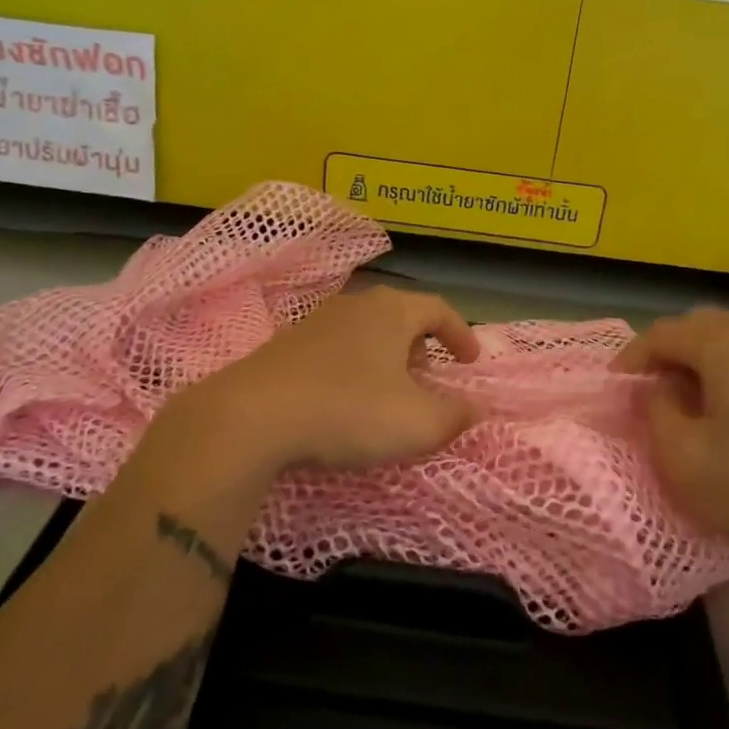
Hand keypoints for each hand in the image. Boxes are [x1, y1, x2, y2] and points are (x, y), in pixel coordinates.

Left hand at [163, 285, 479, 479]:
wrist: (252, 415)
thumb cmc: (349, 410)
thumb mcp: (418, 423)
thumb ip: (456, 416)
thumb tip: (476, 409)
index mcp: (392, 311)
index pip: (439, 309)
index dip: (460, 333)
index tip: (471, 361)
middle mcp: (355, 305)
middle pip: (399, 314)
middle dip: (421, 343)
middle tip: (429, 374)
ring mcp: (315, 322)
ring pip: (365, 330)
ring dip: (385, 355)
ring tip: (389, 389)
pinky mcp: (285, 346)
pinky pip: (334, 349)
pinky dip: (352, 367)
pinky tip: (344, 399)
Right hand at [615, 308, 728, 572]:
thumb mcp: (684, 459)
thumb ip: (655, 411)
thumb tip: (655, 388)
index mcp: (723, 344)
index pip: (662, 333)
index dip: (632, 356)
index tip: (616, 386)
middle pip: (697, 327)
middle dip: (666, 353)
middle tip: (649, 391)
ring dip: (699, 361)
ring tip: (685, 402)